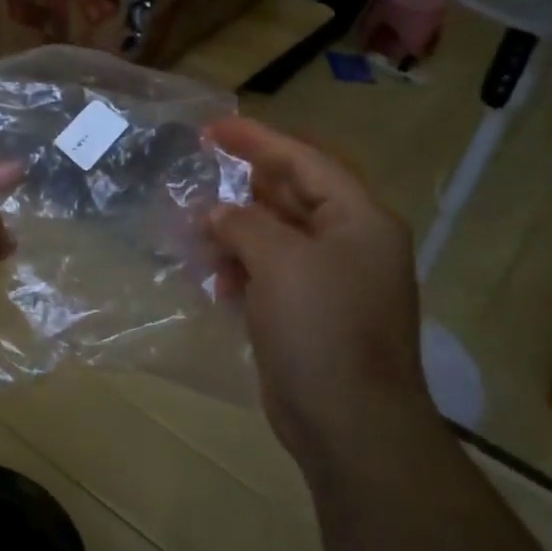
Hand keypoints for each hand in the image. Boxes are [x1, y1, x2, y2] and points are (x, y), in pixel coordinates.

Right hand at [205, 117, 438, 472]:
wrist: (348, 421)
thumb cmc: (320, 328)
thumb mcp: (279, 261)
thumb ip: (244, 224)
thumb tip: (217, 214)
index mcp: (358, 220)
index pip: (304, 162)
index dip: (258, 141)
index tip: (213, 129)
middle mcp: (349, 244)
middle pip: (291, 198)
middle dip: (243, 189)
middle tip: (197, 176)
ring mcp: (331, 282)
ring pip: (275, 239)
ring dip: (235, 233)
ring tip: (193, 232)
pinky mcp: (309, 315)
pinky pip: (270, 275)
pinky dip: (241, 270)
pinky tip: (213, 277)